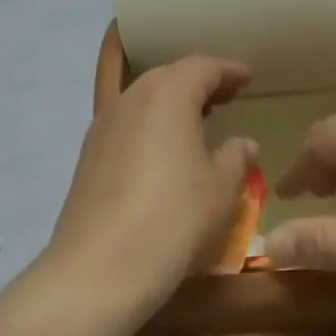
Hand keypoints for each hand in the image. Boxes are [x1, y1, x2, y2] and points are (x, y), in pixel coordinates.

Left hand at [45, 56, 257, 318]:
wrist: (99, 268)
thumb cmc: (174, 219)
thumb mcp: (222, 189)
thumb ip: (236, 157)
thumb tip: (243, 143)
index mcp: (168, 95)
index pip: (202, 67)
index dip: (228, 71)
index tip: (247, 79)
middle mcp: (131, 99)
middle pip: (168, 76)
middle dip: (198, 82)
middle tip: (225, 97)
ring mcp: (103, 127)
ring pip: (143, 99)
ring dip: (172, 103)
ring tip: (197, 122)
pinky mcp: (87, 156)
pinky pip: (126, 124)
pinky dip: (150, 125)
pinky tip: (164, 152)